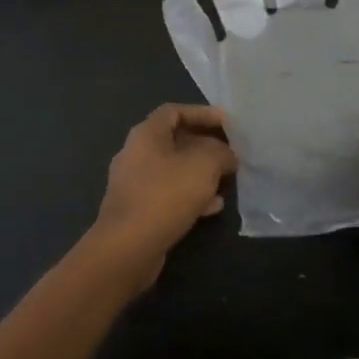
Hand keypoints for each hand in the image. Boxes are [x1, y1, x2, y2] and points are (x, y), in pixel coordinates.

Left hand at [85, 104, 237, 287]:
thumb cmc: (166, 194)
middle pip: (175, 141)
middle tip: (231, 153)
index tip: (227, 123)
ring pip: (174, 170)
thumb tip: (227, 155)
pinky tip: (213, 207)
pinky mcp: (138, 210)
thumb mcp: (204, 164)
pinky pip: (169, 194)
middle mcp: (136, 154)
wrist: (128, 247)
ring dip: (201, 173)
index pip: (174, 111)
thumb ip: (221, 152)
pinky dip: (191, 196)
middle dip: (206, 145)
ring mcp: (135, 184)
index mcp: (146, 134)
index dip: (202, 113)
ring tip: (226, 180)